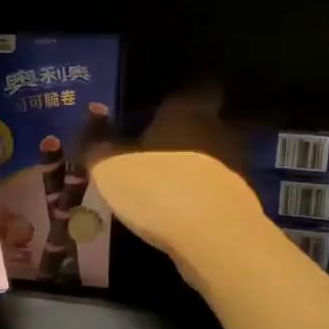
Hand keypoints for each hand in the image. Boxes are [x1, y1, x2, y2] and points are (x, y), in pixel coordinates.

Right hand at [86, 89, 265, 292]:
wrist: (215, 239)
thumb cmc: (158, 188)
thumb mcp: (110, 168)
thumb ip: (96, 145)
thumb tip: (87, 126)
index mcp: (188, 111)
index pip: (198, 89)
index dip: (180, 100)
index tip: (159, 112)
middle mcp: (218, 131)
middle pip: (205, 125)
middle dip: (182, 137)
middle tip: (151, 154)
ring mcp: (236, 167)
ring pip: (211, 160)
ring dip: (191, 170)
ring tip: (162, 189)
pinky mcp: (242, 202)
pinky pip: (215, 192)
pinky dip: (200, 199)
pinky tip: (177, 215)